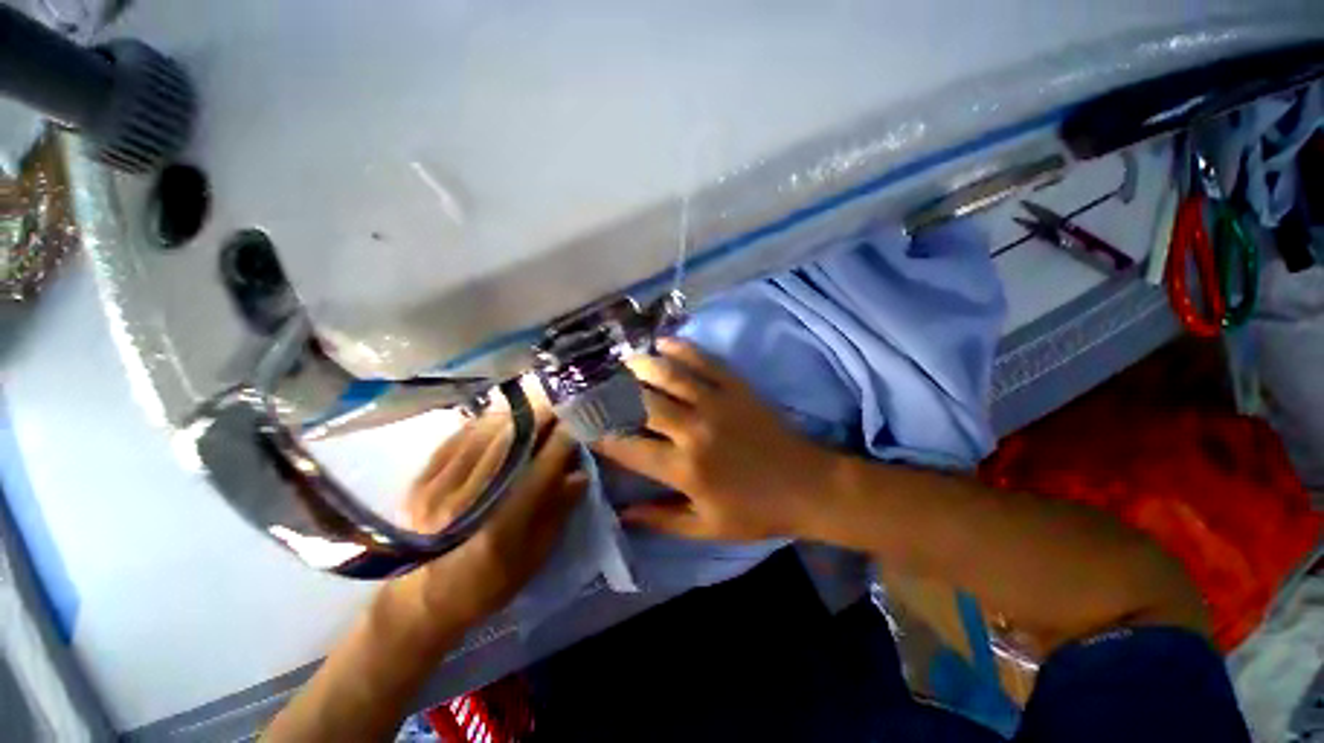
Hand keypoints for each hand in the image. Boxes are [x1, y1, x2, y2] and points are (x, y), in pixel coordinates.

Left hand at [382, 411, 585, 640]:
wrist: (423, 600)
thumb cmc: (489, 583)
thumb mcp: (533, 558)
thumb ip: (557, 513)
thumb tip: (580, 474)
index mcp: (499, 529)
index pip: (539, 472)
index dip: (561, 444)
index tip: (578, 426)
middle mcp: (465, 504)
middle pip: (509, 445)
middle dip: (539, 422)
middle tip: (557, 412)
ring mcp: (436, 491)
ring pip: (483, 436)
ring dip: (512, 419)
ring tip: (532, 413)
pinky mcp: (418, 483)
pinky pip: (455, 439)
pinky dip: (481, 425)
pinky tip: (497, 422)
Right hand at [596, 339, 833, 540]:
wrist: (808, 485)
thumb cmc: (756, 512)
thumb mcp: (707, 527)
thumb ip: (661, 520)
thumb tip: (622, 514)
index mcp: (684, 469)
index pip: (629, 449)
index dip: (601, 436)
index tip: (584, 426)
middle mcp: (693, 431)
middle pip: (642, 403)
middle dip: (612, 392)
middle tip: (595, 385)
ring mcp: (716, 403)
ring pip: (668, 375)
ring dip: (640, 365)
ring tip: (622, 361)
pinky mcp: (736, 387)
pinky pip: (704, 361)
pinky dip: (681, 349)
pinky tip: (663, 343)